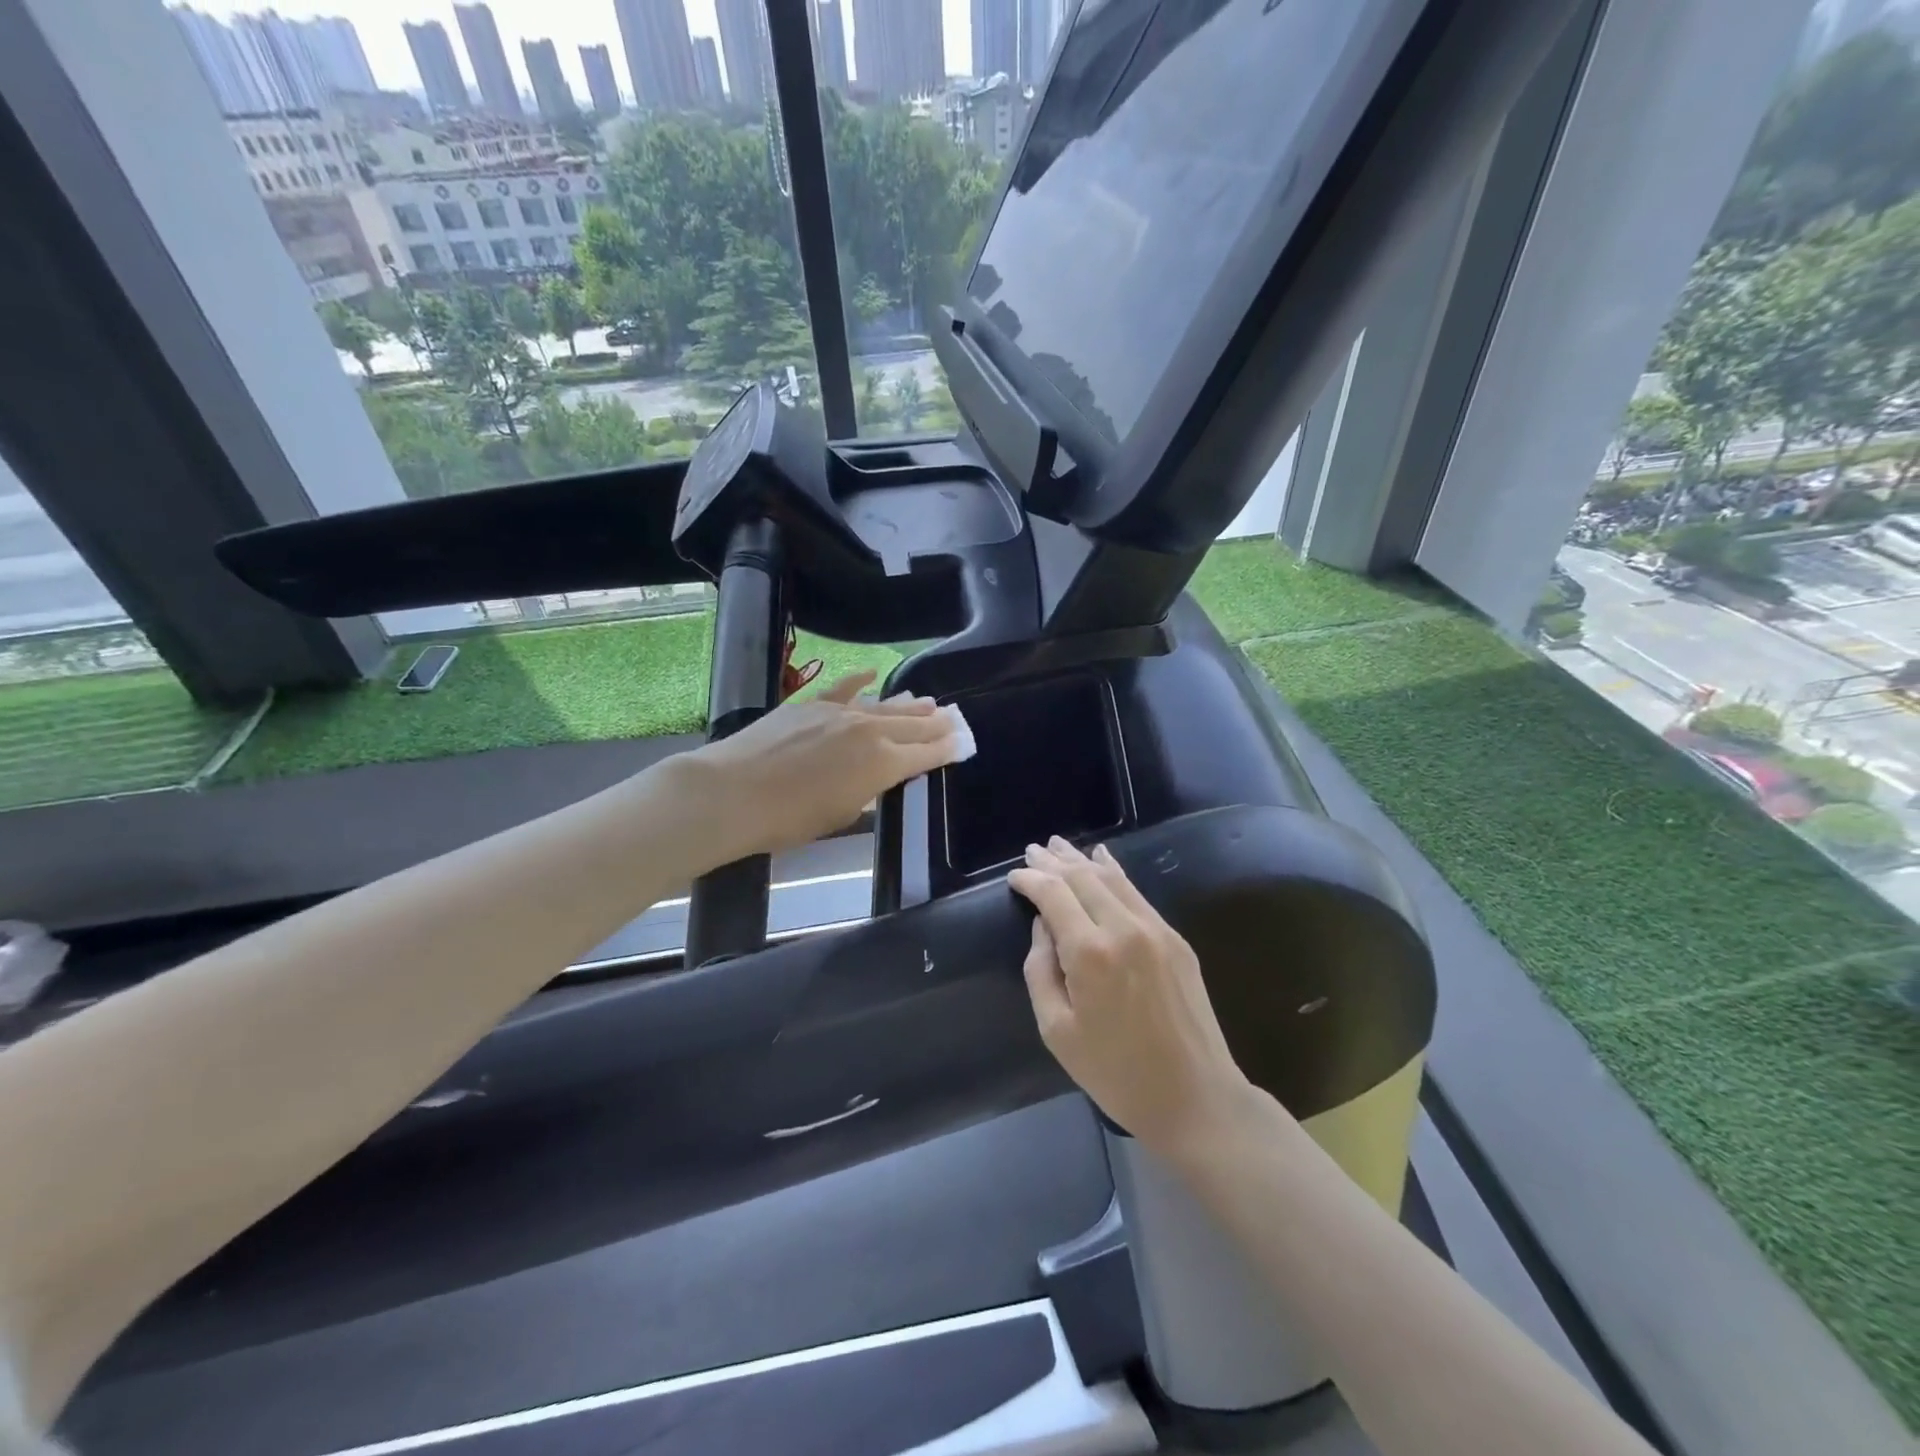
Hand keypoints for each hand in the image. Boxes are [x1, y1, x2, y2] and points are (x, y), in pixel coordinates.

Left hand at [687, 670, 959, 861]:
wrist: (733, 792)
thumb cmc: (789, 819)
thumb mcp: (840, 815)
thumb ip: (865, 792)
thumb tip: (874, 778)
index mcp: (883, 765)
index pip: (925, 755)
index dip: (946, 750)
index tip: (961, 743)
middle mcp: (870, 731)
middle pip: (912, 725)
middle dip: (935, 724)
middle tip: (953, 719)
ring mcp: (840, 712)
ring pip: (884, 704)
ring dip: (909, 704)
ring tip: (929, 702)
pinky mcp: (811, 703)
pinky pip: (844, 687)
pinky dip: (861, 680)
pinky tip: (874, 673)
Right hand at [1009, 838, 1253, 1157]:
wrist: (1196, 1096)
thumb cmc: (1116, 1073)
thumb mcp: (1056, 1030)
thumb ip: (1040, 969)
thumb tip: (1043, 926)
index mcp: (1089, 953)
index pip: (1053, 894)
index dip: (1030, 880)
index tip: (1014, 876)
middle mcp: (1123, 928)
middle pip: (1082, 877)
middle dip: (1054, 861)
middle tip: (1032, 850)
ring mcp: (1155, 930)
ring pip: (1112, 878)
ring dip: (1082, 860)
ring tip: (1060, 846)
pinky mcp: (1175, 939)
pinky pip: (1137, 894)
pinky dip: (1114, 873)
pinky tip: (1103, 861)